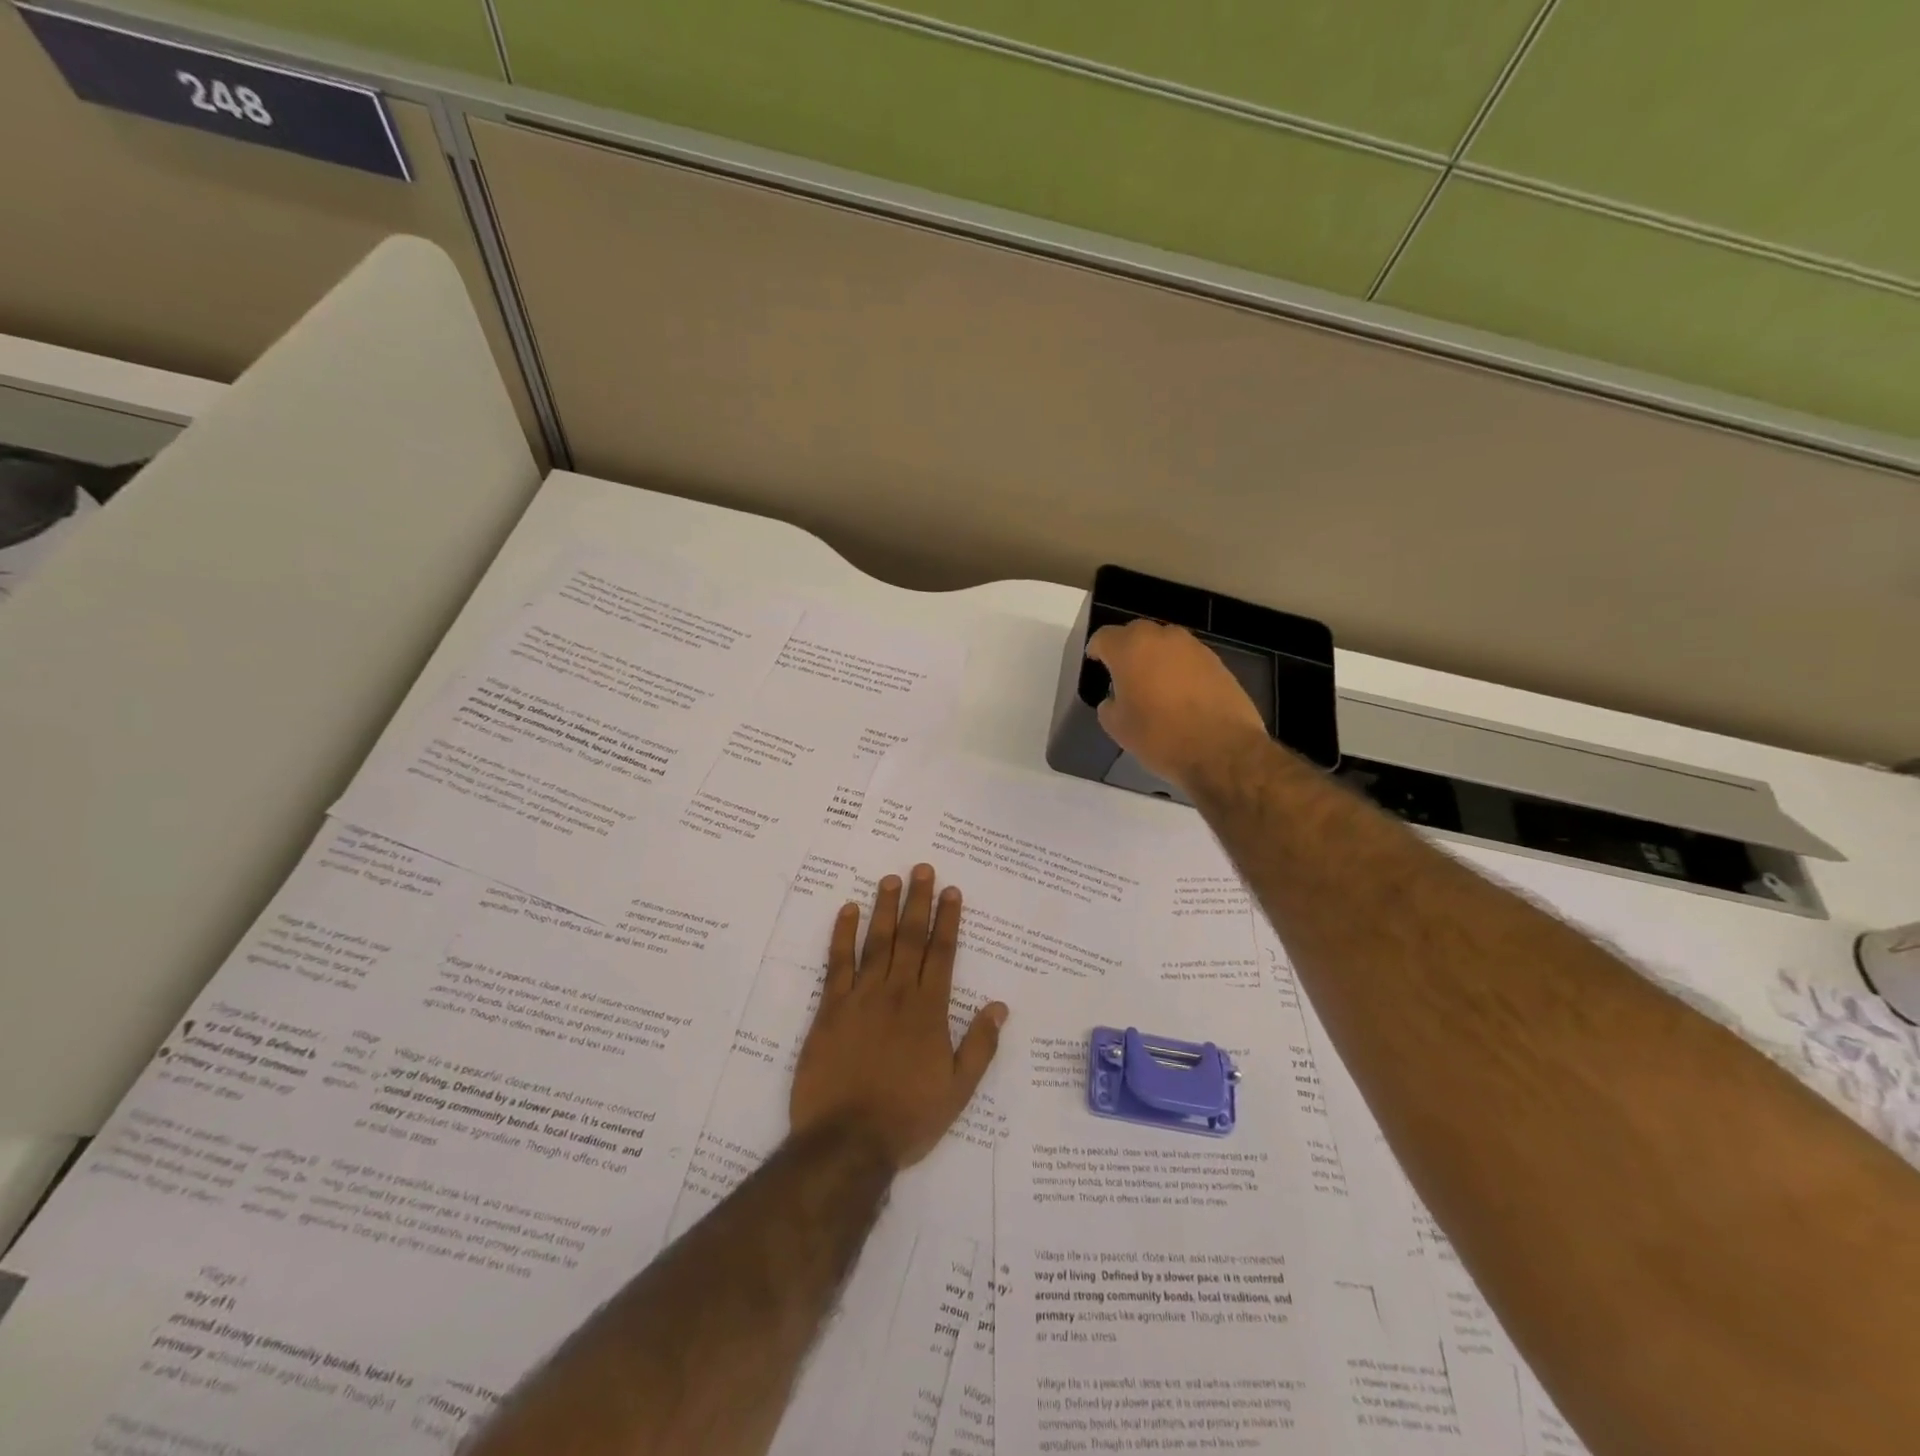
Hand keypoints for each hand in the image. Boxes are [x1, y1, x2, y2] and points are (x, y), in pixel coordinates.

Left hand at [791, 864, 1008, 1170]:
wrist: (848, 1141)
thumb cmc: (908, 1117)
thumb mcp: (958, 1090)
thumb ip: (980, 1045)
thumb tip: (1000, 1006)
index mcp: (930, 1010)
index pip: (942, 953)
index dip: (948, 919)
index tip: (952, 891)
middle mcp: (898, 993)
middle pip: (910, 937)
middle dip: (918, 901)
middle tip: (921, 868)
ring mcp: (861, 997)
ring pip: (877, 942)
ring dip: (884, 908)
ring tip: (890, 879)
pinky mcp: (830, 1008)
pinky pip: (838, 963)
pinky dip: (843, 934)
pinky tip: (847, 910)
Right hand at [1087, 619, 1269, 792]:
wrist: (1222, 750)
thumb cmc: (1160, 737)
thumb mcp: (1118, 728)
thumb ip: (1110, 705)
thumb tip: (1116, 698)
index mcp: (1130, 649)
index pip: (1104, 637)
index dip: (1097, 650)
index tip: (1096, 663)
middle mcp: (1162, 638)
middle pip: (1136, 633)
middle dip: (1126, 649)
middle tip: (1123, 674)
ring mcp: (1193, 647)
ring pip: (1165, 644)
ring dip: (1155, 657)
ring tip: (1153, 684)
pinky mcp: (1217, 662)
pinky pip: (1188, 658)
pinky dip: (1179, 669)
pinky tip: (1180, 694)